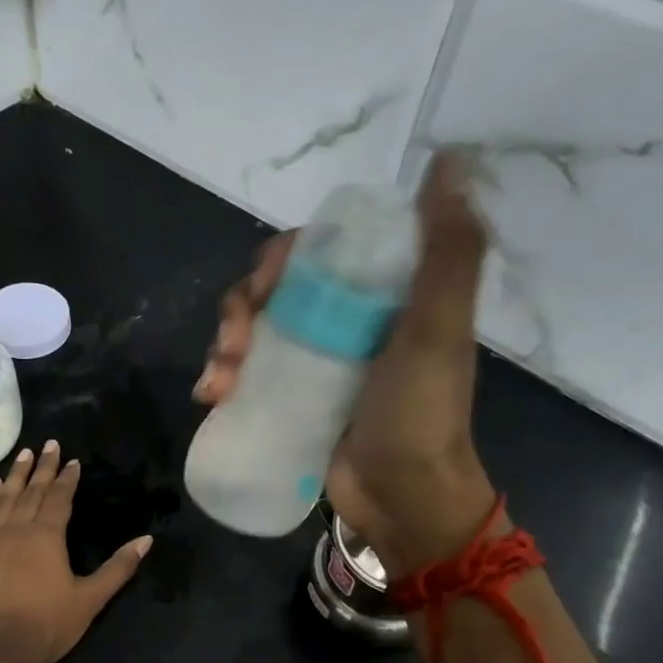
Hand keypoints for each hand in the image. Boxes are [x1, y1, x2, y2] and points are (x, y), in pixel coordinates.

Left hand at [0, 440, 152, 662]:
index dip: (67, 478)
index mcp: (47, 535)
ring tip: (23, 455)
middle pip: (32, 490)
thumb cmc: (47, 625)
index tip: (72, 460)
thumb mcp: (90, 598)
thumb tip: (146, 540)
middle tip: (49, 444)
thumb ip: (118, 568)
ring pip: (4, 497)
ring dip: (15, 475)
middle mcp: (17, 527)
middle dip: (43, 467)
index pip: (60, 497)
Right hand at [194, 152, 497, 573]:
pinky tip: (212, 396)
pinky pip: (246, 374)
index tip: (267, 285)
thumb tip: (450, 162)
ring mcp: (313, 365)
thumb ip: (448, 250)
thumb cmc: (420, 412)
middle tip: (233, 341)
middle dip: (241, 307)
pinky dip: (222, 378)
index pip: (316, 252)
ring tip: (219, 380)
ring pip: (252, 331)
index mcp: (377, 296)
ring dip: (223, 345)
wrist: (404, 500)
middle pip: (274, 291)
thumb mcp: (440, 328)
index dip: (281, 259)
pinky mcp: (290, 402)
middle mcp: (342, 322)